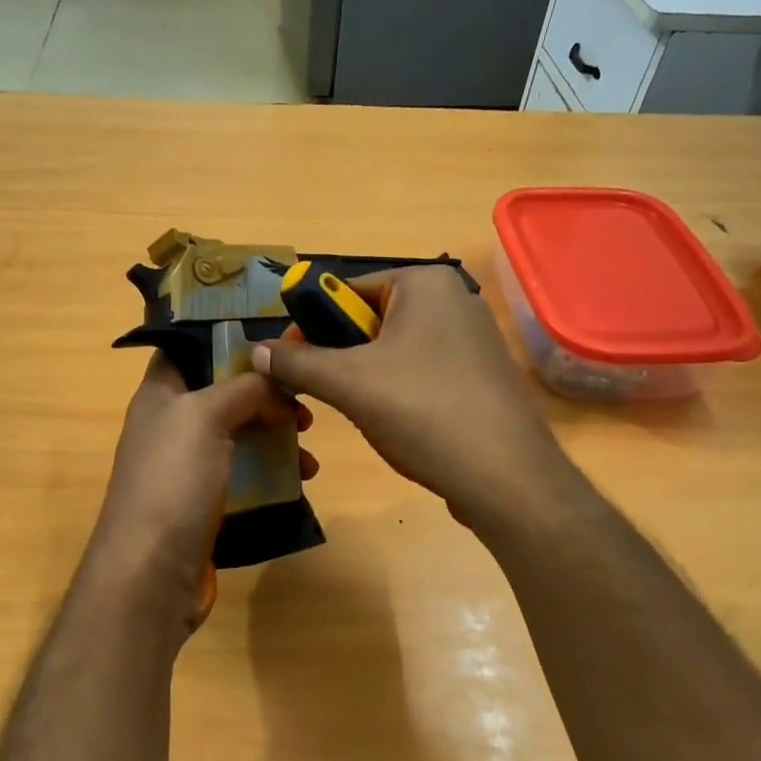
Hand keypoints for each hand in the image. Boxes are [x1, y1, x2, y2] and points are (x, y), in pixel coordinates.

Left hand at [88, 352, 314, 631]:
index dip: (225, 336)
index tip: (273, 334)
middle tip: (303, 397)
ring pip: (240, 433)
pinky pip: (245, 472)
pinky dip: (273, 470)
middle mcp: (171, 425)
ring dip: (276, 433)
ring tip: (309, 441)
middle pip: (223, 391)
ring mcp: (188, 466)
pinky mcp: (206, 502)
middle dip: (265, 391)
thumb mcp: (206, 416)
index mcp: (160, 393)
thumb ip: (244, 389)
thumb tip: (278, 387)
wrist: (151, 573)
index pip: (188, 347)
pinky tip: (302, 478)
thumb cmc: (173, 481)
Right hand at [251, 266, 571, 532]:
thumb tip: (256, 351)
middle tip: (333, 396)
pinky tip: (403, 427)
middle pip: (370, 321)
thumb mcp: (349, 384)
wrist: (505, 477)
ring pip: (395, 353)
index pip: (347, 289)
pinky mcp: (481, 377)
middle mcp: (454, 300)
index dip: (311, 325)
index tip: (290, 363)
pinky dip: (401, 396)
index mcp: (425, 283)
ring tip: (371, 416)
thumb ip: (297, 363)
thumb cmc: (423, 413)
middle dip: (343, 359)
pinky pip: (423, 374)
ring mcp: (473, 339)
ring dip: (368, 382)